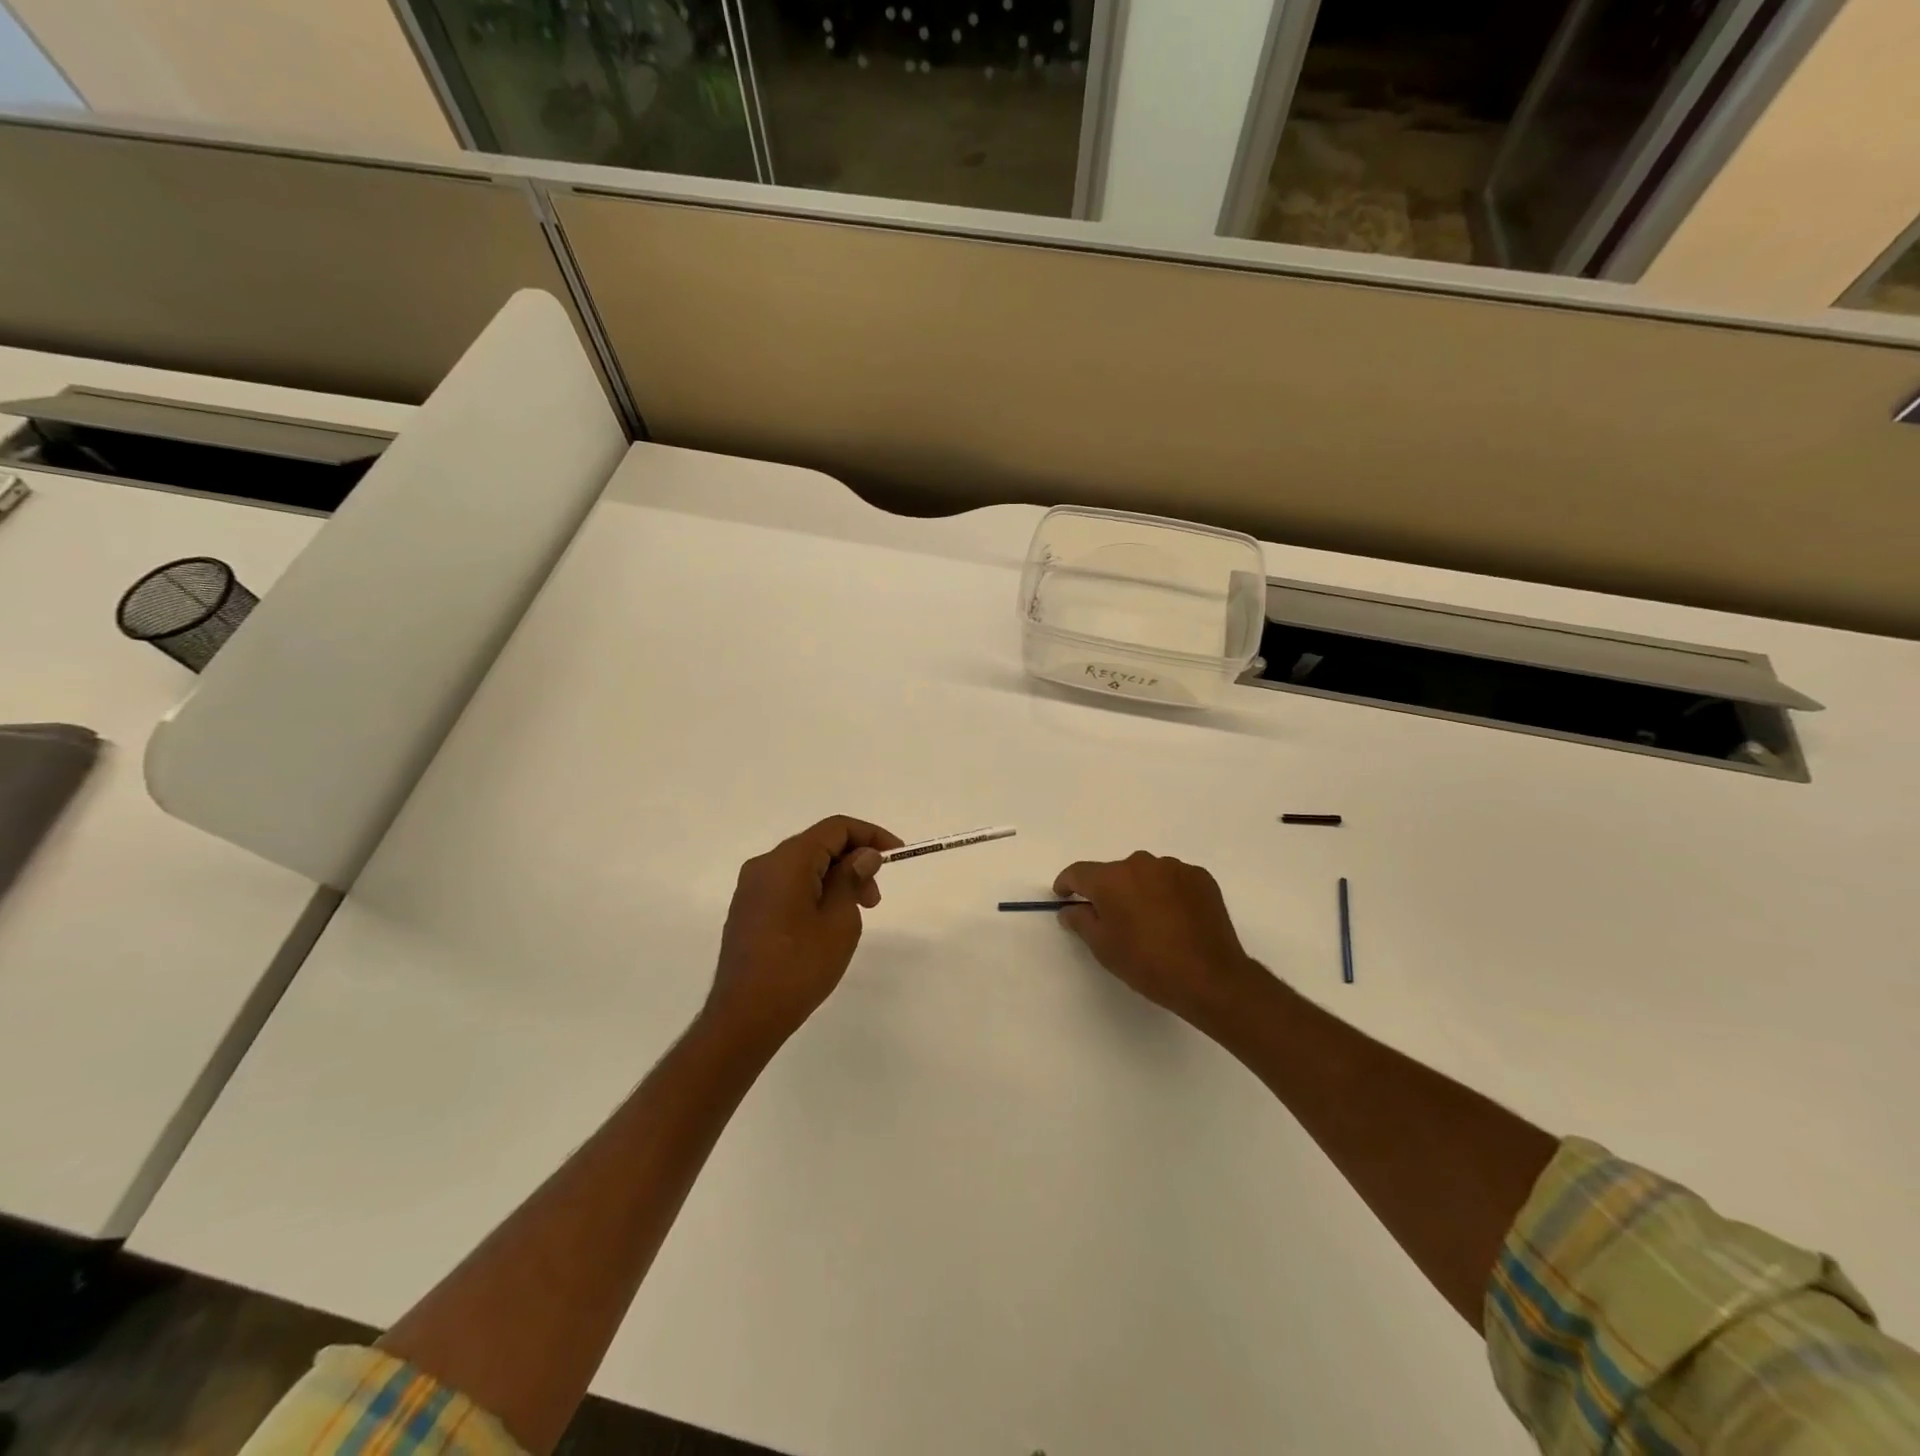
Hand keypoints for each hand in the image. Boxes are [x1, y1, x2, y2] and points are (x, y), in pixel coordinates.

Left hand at [706, 816, 902, 1044]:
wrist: (745, 1017)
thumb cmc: (799, 967)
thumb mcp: (839, 921)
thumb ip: (852, 879)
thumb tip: (863, 854)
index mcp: (787, 860)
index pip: (836, 828)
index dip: (871, 835)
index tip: (897, 855)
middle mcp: (764, 865)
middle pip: (818, 845)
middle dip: (854, 861)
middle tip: (874, 899)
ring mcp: (751, 888)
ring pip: (803, 866)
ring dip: (836, 879)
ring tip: (855, 915)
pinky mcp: (747, 910)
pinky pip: (788, 886)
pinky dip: (815, 892)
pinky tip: (827, 923)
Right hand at [1054, 852, 1267, 1029]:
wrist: (1210, 977)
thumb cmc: (1148, 964)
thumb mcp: (1103, 948)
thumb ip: (1080, 921)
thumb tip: (1070, 909)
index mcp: (1111, 879)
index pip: (1079, 872)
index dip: (1067, 884)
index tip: (1064, 896)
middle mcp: (1141, 864)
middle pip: (1114, 873)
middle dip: (1109, 891)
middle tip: (1113, 919)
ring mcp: (1174, 868)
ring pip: (1146, 875)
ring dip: (1140, 891)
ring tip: (1149, 921)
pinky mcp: (1200, 877)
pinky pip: (1173, 880)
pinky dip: (1167, 893)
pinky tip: (1174, 919)